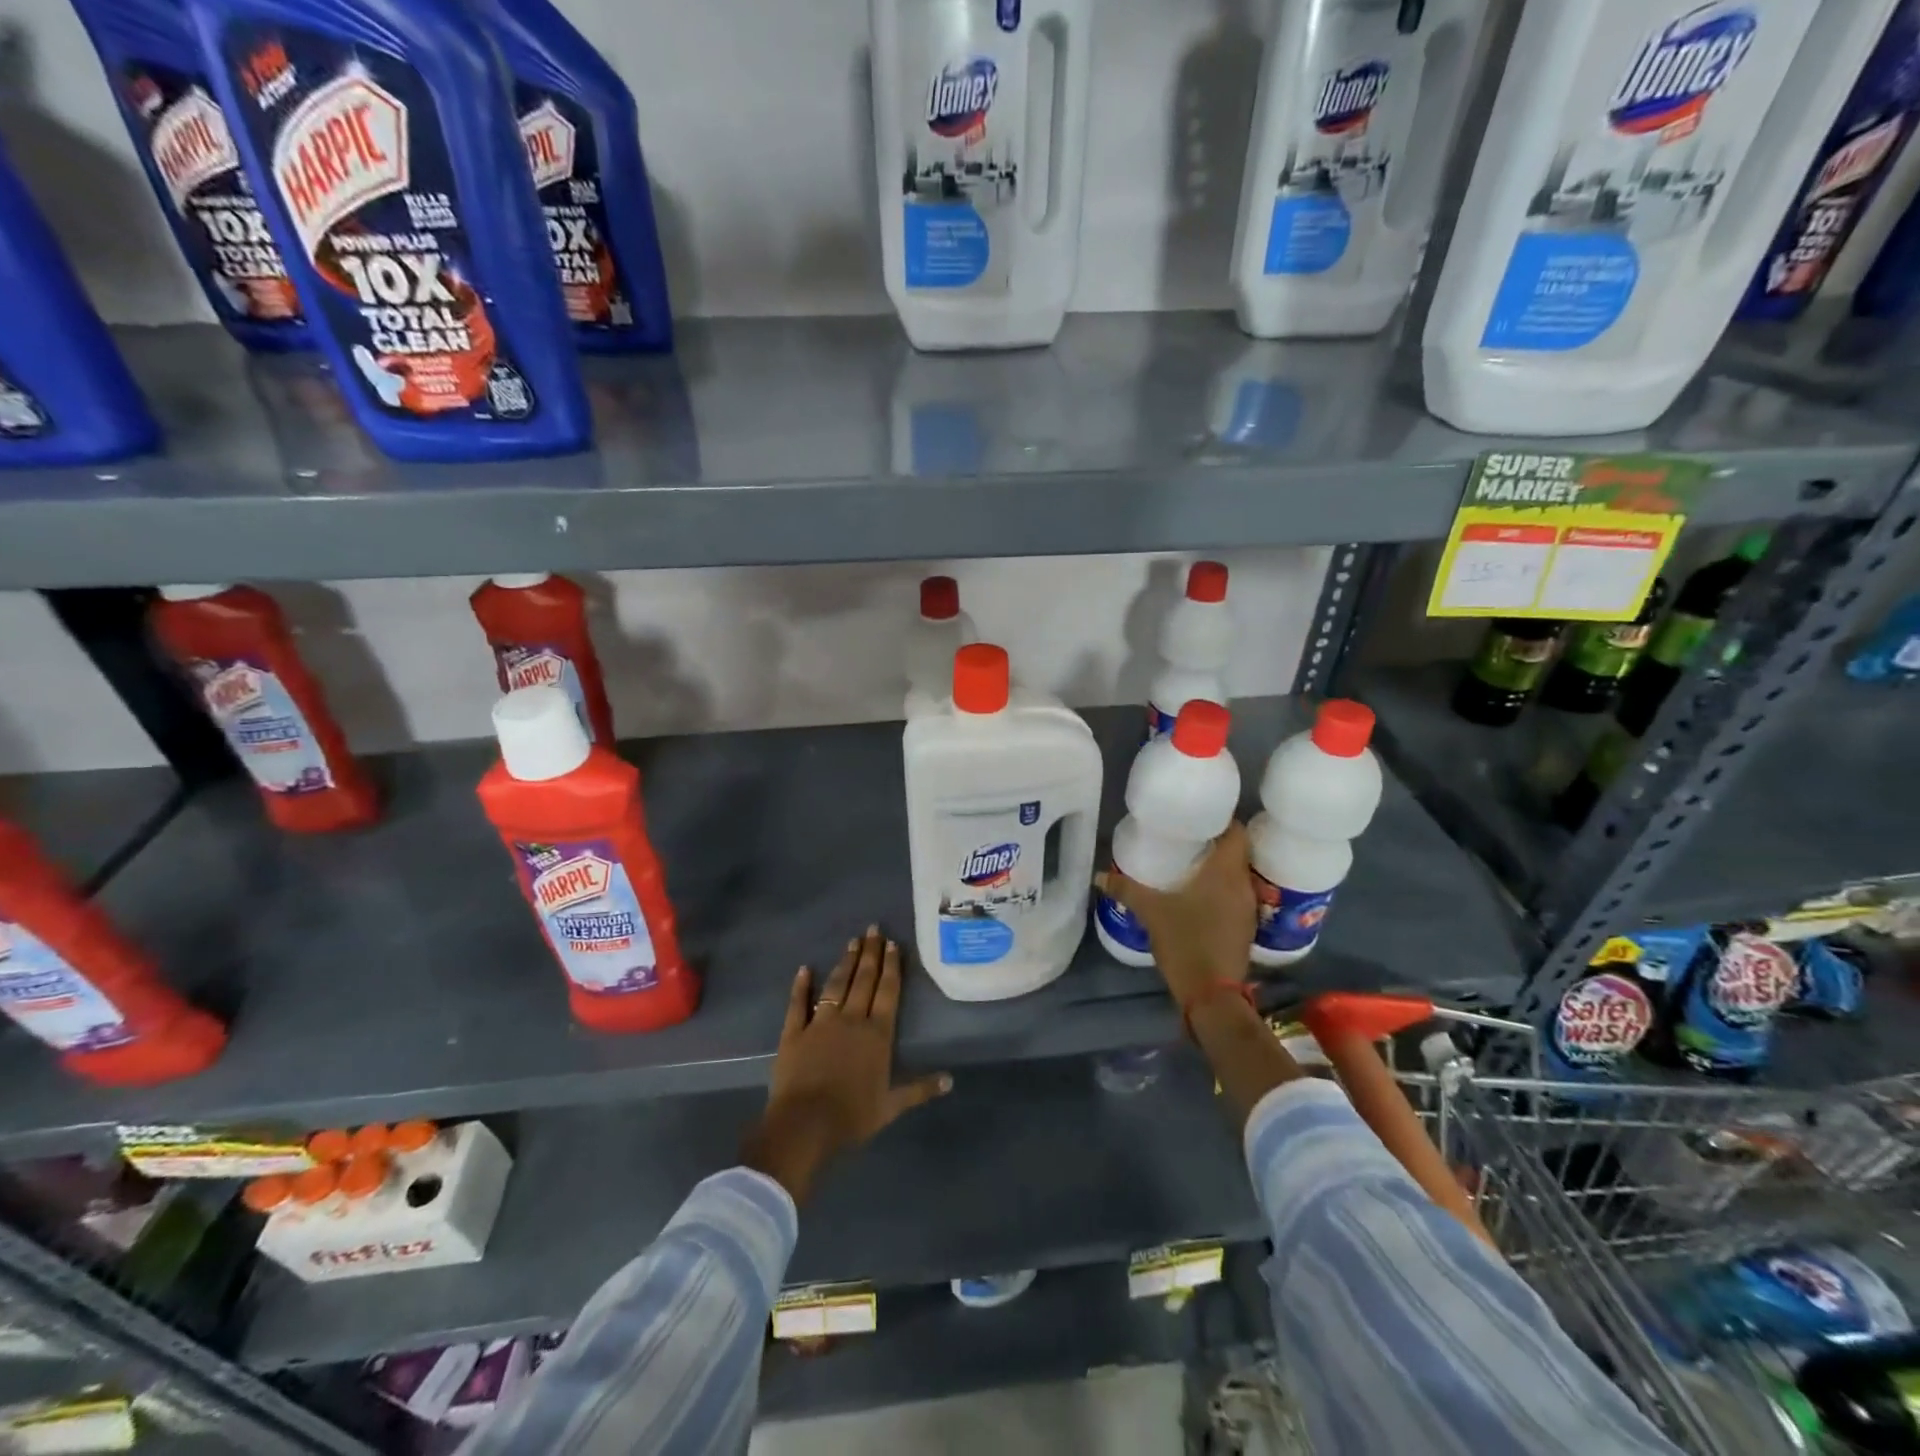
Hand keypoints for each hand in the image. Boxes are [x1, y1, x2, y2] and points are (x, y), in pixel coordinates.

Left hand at [741, 926, 951, 1202]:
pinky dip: (801, 986)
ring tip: (852, 941)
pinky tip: (804, 969)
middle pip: (863, 980)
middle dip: (870, 953)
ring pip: (836, 985)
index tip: (892, 943)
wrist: (804, 1124)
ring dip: (845, 962)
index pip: (887, 992)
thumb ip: (920, 1089)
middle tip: (873, 929)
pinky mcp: (794, 1032)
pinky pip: (798, 1004)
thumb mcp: (891, 1106)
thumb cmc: (852, 1116)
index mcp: (877, 1034)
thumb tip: (950, 1080)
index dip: (891, 966)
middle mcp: (851, 1020)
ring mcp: (820, 1023)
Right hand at [1095, 821, 1256, 1007]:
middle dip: (1216, 842)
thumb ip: (1126, 890)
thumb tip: (1100, 876)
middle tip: (1188, 836)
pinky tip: (1200, 894)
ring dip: (1220, 867)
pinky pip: (1237, 895)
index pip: (1236, 831)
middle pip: (1237, 851)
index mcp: (1226, 872)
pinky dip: (1222, 889)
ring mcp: (1249, 908)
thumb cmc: (1185, 941)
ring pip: (1238, 875)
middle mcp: (1243, 885)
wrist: (1212, 994)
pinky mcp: (1246, 927)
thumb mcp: (1151, 912)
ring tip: (1192, 862)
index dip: (1221, 819)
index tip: (1199, 816)